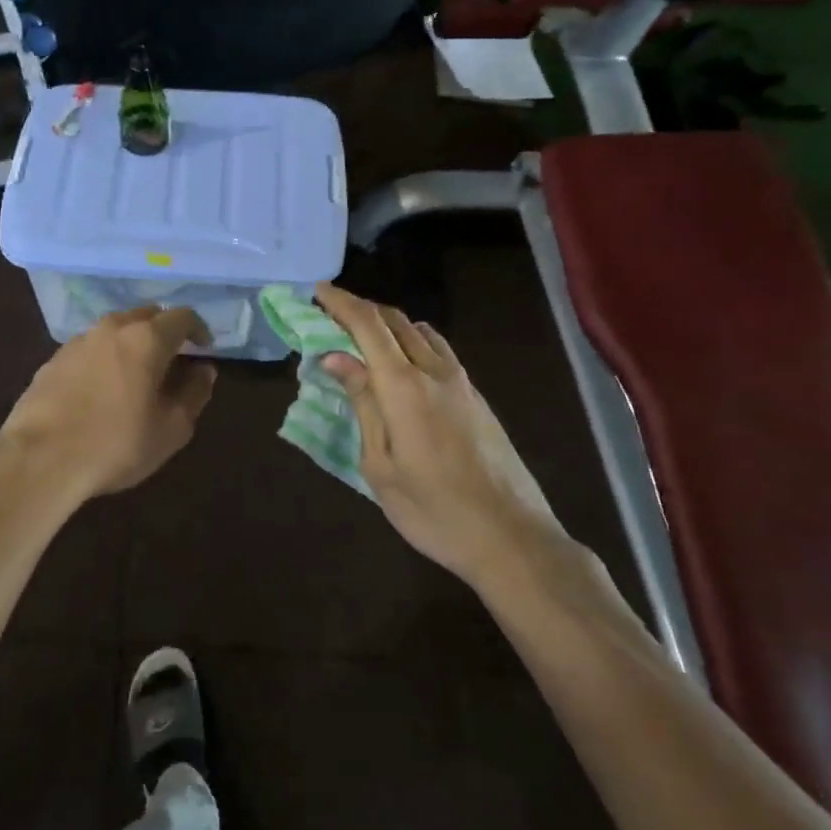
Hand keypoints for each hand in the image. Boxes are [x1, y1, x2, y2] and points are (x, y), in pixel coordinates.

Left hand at [0, 307, 217, 506]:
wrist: (40, 458)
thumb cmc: (116, 444)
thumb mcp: (171, 429)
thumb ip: (194, 394)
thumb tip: (204, 370)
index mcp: (146, 338)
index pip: (182, 316)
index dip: (198, 329)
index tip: (203, 348)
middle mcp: (112, 328)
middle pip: (146, 316)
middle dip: (163, 331)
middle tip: (172, 359)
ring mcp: (78, 341)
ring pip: (114, 330)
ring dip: (131, 343)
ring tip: (135, 374)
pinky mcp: (53, 360)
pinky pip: (89, 349)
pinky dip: (103, 358)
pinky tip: (100, 388)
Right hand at [315, 284, 566, 578]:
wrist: (513, 538)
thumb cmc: (434, 510)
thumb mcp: (381, 465)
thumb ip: (363, 404)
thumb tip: (337, 358)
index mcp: (405, 387)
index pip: (368, 326)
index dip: (341, 303)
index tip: (317, 291)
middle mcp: (435, 372)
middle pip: (396, 320)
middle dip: (361, 309)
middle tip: (330, 314)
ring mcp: (462, 383)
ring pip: (421, 332)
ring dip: (388, 324)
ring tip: (362, 338)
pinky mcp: (477, 398)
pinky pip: (439, 351)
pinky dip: (411, 342)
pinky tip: (401, 366)